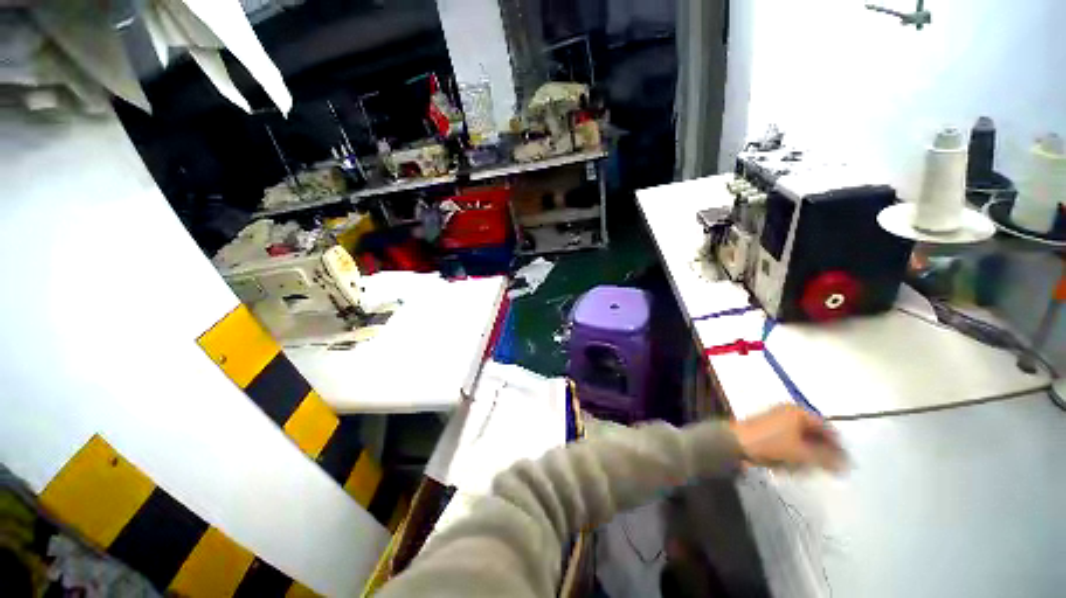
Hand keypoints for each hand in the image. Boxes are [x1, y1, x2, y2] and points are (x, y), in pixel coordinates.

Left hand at [730, 405, 845, 471]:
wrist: (735, 443)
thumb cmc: (771, 444)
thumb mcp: (803, 453)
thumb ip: (827, 459)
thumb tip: (847, 465)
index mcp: (798, 412)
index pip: (827, 428)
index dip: (838, 446)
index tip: (845, 464)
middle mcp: (787, 413)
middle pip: (813, 434)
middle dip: (819, 454)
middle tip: (824, 470)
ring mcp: (775, 420)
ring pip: (800, 441)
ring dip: (804, 457)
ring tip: (801, 470)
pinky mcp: (765, 431)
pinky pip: (786, 444)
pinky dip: (790, 456)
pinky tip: (785, 468)